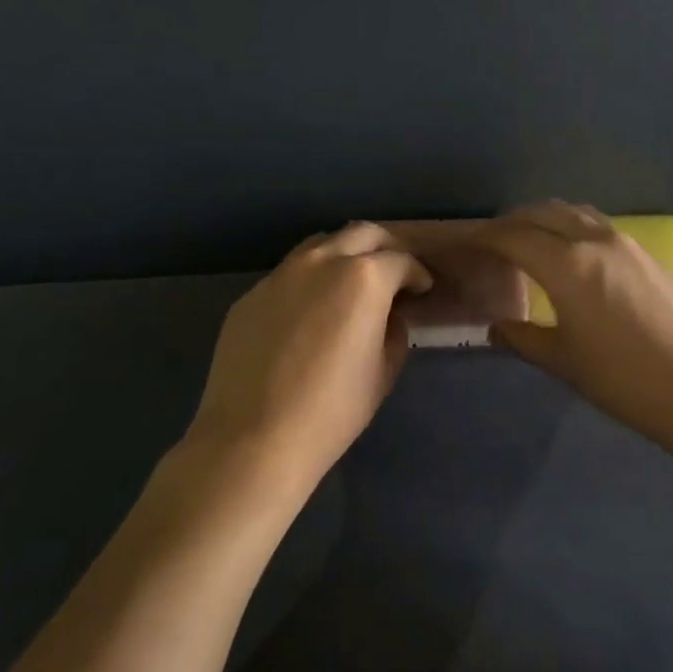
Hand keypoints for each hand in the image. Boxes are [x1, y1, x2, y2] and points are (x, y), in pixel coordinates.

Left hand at [183, 223, 431, 498]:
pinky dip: (310, 281)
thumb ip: (394, 331)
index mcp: (364, 278)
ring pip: (320, 245)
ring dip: (344, 255)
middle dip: (384, 248)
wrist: (254, 437)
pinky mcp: (251, 295)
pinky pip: (288, 275)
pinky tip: (310, 312)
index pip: (401, 261)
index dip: (417, 274)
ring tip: (351, 285)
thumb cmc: (333, 409)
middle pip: (361, 234)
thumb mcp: (383, 372)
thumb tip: (388, 315)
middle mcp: (322, 262)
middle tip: (393, 273)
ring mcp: (280, 275)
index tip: (422, 289)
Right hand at [475, 203, 672, 456]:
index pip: (513, 236)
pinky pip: (599, 227)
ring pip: (575, 214)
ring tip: (530, 244)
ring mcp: (628, 243)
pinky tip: (573, 257)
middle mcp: (596, 240)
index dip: (485, 237)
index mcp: (568, 264)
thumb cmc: (626, 380)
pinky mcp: (650, 255)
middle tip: (492, 244)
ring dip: (546, 220)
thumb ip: (523, 338)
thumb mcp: (564, 362)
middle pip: (543, 213)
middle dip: (512, 222)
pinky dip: (573, 229)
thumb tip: (497, 326)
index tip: (465, 245)